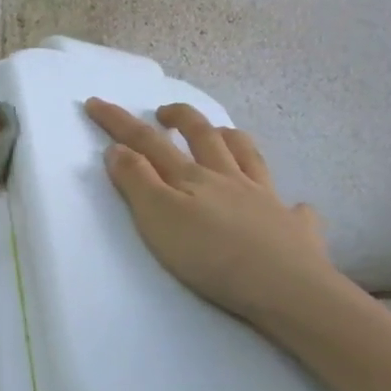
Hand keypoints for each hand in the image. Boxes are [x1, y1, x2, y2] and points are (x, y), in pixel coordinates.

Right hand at [84, 98, 336, 327]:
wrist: (285, 288)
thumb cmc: (211, 256)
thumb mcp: (159, 218)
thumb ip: (136, 181)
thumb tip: (117, 148)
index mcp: (192, 177)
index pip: (148, 141)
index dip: (120, 122)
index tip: (96, 102)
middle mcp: (229, 179)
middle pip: (203, 137)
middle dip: (181, 118)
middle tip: (164, 110)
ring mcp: (266, 200)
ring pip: (249, 157)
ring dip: (231, 139)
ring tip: (221, 133)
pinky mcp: (294, 229)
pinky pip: (295, 208)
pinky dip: (291, 202)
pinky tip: (293, 205)